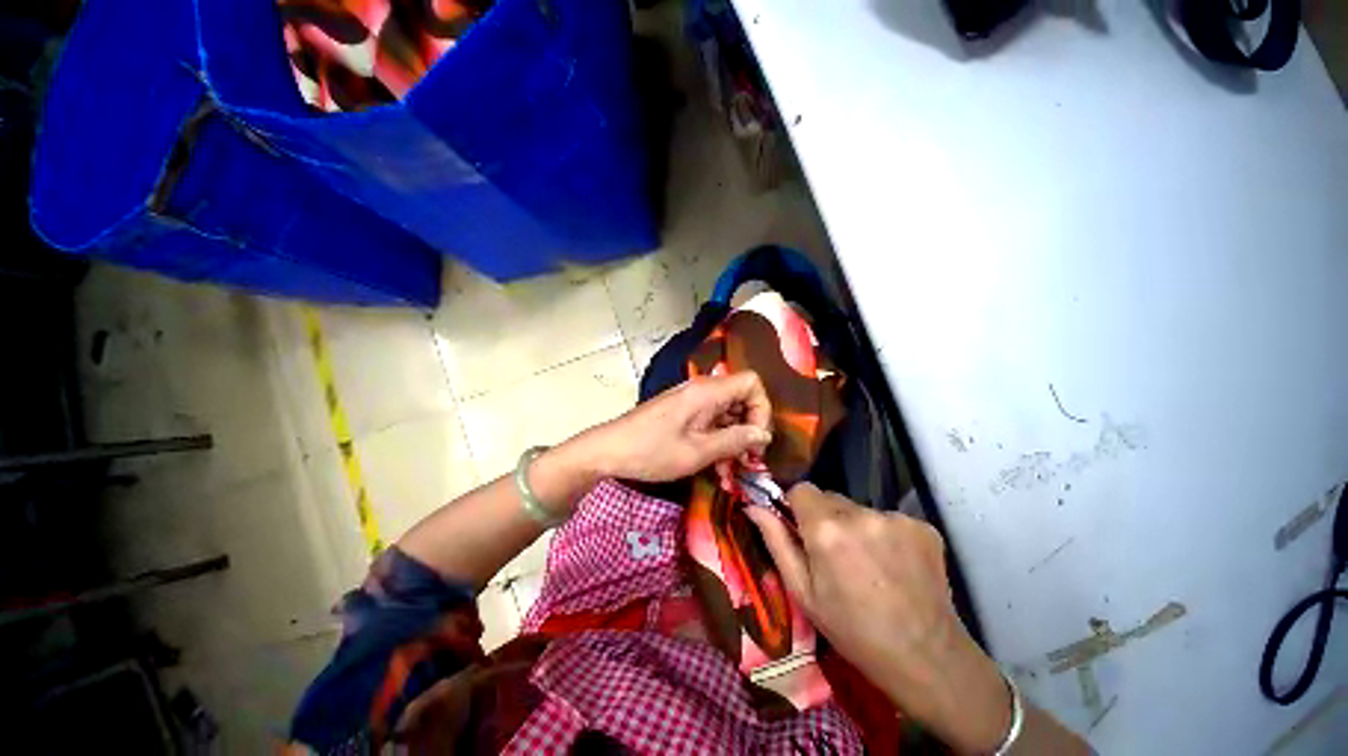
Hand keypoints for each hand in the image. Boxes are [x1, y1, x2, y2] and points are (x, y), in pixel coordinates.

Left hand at [584, 371, 771, 483]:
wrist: (609, 450)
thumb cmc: (652, 451)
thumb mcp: (697, 452)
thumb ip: (734, 441)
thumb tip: (764, 435)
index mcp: (707, 392)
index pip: (751, 383)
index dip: (761, 409)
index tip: (756, 439)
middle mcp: (702, 390)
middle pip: (741, 400)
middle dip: (748, 431)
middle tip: (748, 462)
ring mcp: (691, 401)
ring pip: (726, 415)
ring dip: (733, 442)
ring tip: (730, 473)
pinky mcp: (683, 413)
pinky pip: (710, 422)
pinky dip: (717, 442)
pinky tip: (715, 468)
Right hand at [745, 483, 1012, 754]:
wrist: (926, 658)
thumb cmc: (852, 630)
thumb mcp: (803, 592)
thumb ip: (776, 541)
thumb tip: (753, 506)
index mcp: (826, 529)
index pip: (802, 489)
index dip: (798, 507)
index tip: (803, 530)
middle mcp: (860, 513)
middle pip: (831, 498)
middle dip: (827, 518)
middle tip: (837, 555)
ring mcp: (896, 518)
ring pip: (860, 509)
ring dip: (857, 527)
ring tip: (869, 565)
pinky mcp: (923, 525)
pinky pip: (890, 519)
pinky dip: (886, 535)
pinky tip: (895, 565)